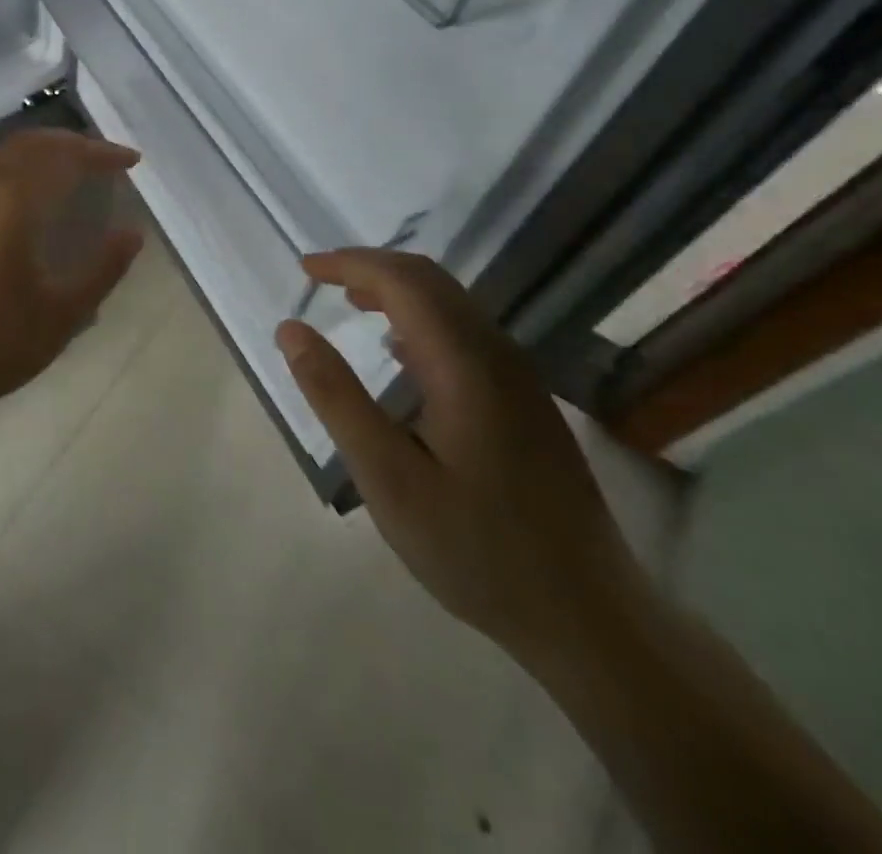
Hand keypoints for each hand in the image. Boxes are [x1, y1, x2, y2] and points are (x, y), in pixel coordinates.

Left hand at [0, 130, 143, 436]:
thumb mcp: (60, 315)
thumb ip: (101, 270)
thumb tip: (131, 234)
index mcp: (10, 201)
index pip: (63, 157)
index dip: (100, 153)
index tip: (130, 161)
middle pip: (27, 145)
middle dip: (68, 144)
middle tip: (100, 159)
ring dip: (35, 156)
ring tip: (64, 176)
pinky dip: (8, 174)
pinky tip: (16, 206)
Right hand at [276, 249, 644, 672]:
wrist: (590, 618)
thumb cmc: (476, 548)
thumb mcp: (387, 477)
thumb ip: (336, 396)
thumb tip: (291, 329)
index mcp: (465, 364)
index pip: (403, 281)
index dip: (350, 263)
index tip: (305, 267)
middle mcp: (497, 355)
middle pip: (431, 281)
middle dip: (372, 267)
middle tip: (322, 278)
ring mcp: (519, 379)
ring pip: (452, 304)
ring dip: (397, 290)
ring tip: (350, 304)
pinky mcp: (526, 403)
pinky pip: (466, 333)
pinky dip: (421, 319)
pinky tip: (400, 353)